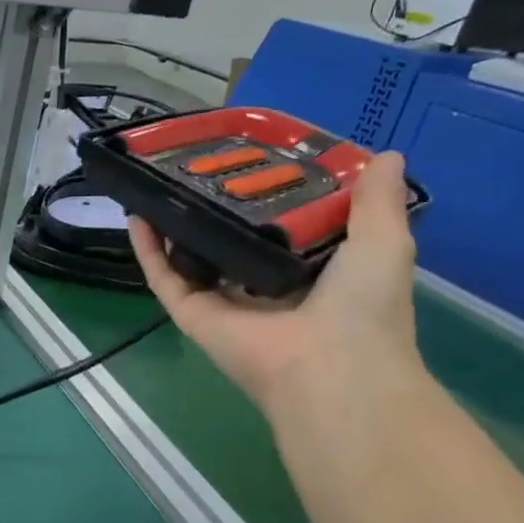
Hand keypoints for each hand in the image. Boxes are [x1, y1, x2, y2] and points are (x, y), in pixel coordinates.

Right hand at [128, 151, 425, 420]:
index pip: (281, 228)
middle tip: (198, 166)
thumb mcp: (383, 241)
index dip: (267, 195)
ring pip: (188, 258)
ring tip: (159, 185)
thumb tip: (387, 155)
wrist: (329, 367)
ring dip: (172, 226)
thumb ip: (377, 202)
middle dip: (214, 207)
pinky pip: (163, 277)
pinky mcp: (191, 313)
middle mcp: (261, 286)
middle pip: (228, 241)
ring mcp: (222, 302)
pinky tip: (137, 214)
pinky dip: (147, 248)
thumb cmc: (363, 305)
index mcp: (308, 272)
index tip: (255, 158)